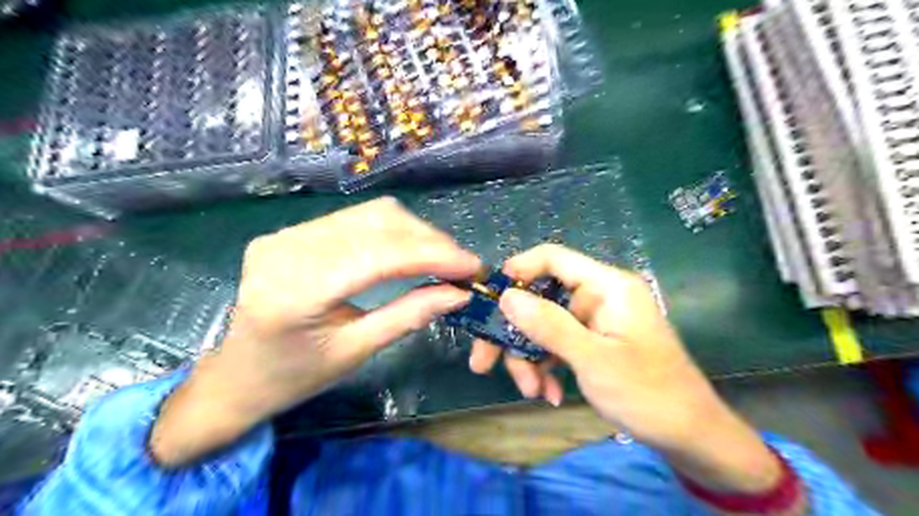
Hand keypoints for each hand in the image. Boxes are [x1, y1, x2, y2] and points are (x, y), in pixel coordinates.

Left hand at [150, 197, 480, 467]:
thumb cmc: (294, 377)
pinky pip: (355, 219)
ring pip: (370, 214)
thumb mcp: (356, 351)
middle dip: (429, 240)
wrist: (235, 375)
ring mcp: (286, 234)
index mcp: (296, 290)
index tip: (472, 267)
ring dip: (414, 233)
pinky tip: (409, 251)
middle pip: (377, 222)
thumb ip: (409, 315)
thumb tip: (459, 293)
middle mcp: (287, 249)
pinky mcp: (291, 231)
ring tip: (441, 258)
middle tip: (461, 264)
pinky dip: (392, 232)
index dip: (433, 255)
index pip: (379, 255)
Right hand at [473, 246, 781, 495]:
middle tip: (483, 362)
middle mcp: (597, 297)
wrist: (689, 437)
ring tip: (531, 390)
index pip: (553, 258)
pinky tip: (548, 394)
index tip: (490, 298)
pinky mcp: (592, 343)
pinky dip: (547, 367)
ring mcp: (594, 322)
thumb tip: (507, 296)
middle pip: (541, 298)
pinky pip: (557, 345)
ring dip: (530, 358)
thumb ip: (549, 325)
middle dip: (514, 332)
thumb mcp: (593, 359)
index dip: (518, 270)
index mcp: (606, 286)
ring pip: (544, 326)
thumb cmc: (647, 393)